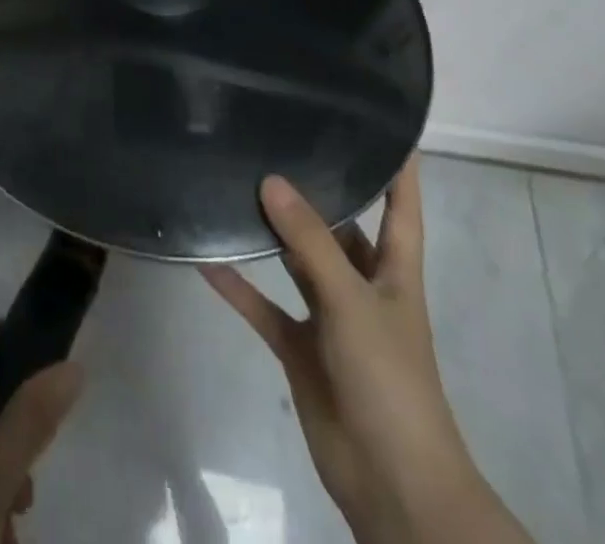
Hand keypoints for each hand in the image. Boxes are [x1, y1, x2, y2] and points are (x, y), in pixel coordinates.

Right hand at [202, 160, 534, 543]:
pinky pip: (262, 304)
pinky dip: (237, 284)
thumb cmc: (390, 381)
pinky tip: (204, 256)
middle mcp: (361, 283)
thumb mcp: (353, 303)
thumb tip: (271, 179)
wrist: (392, 486)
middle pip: (338, 225)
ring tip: (232, 182)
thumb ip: (309, 242)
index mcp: (394, 268)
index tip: (379, 119)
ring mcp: (329, 317)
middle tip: (273, 139)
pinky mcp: (300, 347)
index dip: (397, 164)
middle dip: (313, 190)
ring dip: (269, 232)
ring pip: (295, 260)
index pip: (400, 203)